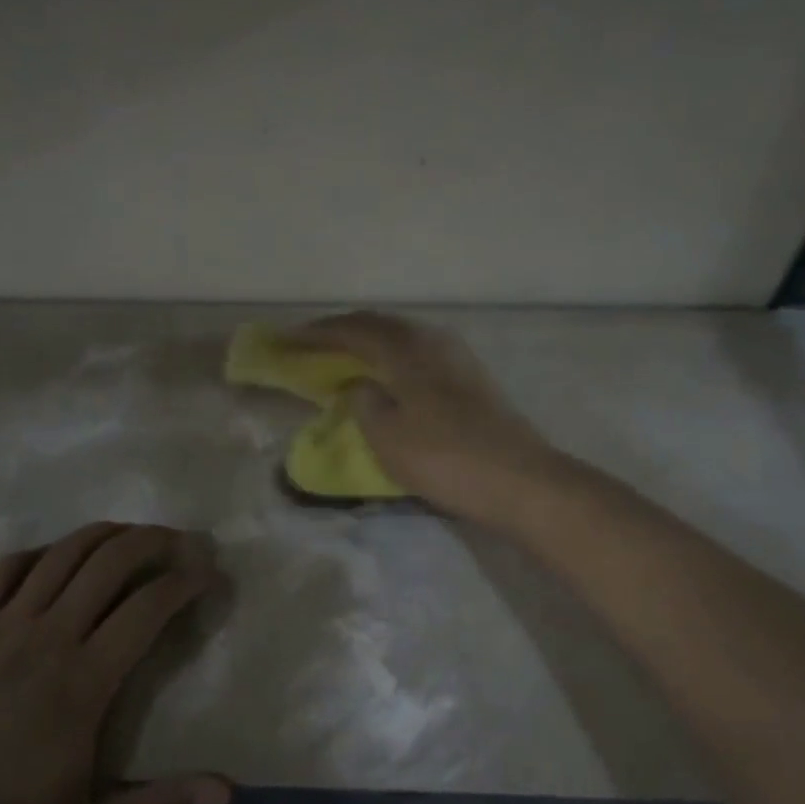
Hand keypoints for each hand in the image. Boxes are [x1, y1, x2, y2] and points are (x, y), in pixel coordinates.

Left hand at [0, 523, 230, 803]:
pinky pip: (8, 568)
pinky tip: (58, 557)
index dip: (186, 581)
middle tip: (180, 541)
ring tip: (133, 534)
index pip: (148, 606)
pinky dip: (42, 552)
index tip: (209, 573)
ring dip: (106, 535)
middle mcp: (47, 636)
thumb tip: (227, 791)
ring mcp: (1, 625)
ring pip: (63, 554)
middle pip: (110, 561)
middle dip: (154, 541)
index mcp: (83, 680)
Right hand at [287, 312, 564, 528]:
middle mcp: (431, 339)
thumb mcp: (387, 436)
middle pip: (378, 324)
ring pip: (400, 335)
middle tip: (310, 341)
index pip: (352, 330)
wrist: (519, 479)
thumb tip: (358, 386)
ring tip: (343, 354)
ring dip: (368, 341)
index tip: (285, 339)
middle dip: (340, 331)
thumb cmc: (445, 458)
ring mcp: (455, 355)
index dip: (315, 334)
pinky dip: (390, 355)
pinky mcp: (470, 376)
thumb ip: (363, 402)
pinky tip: (385, 372)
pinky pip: (416, 351)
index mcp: (406, 348)